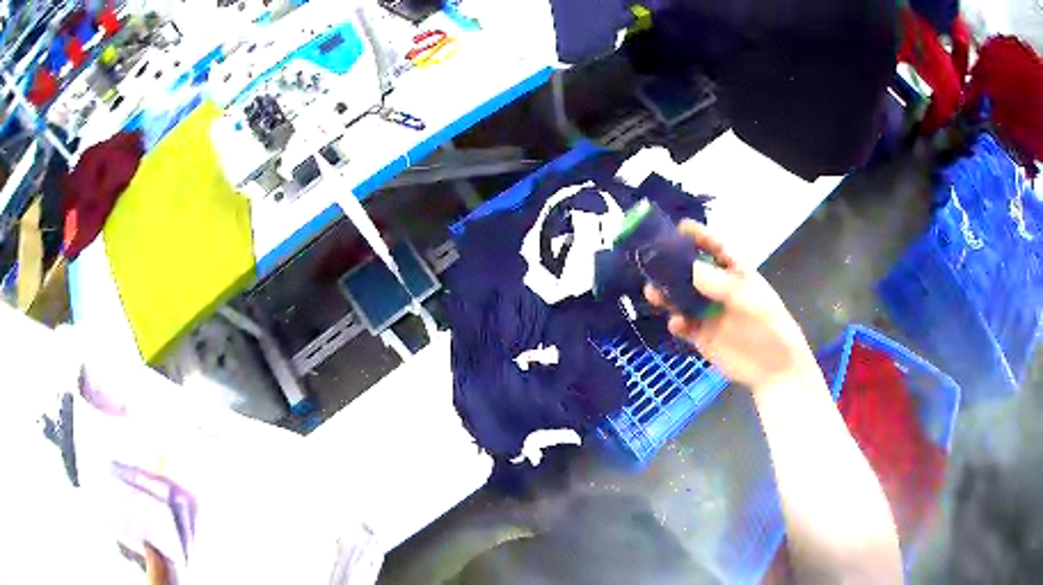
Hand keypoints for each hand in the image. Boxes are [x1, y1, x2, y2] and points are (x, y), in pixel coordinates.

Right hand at [644, 220, 819, 393]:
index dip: (699, 236)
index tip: (679, 227)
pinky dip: (676, 322)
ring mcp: (710, 314)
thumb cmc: (769, 326)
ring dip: (667, 294)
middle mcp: (720, 290)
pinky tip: (677, 323)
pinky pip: (684, 325)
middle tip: (651, 262)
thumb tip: (689, 267)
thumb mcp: (748, 299)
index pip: (716, 249)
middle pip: (692, 272)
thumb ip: (719, 283)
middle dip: (672, 266)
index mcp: (736, 274)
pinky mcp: (703, 337)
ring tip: (652, 293)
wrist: (774, 368)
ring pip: (682, 299)